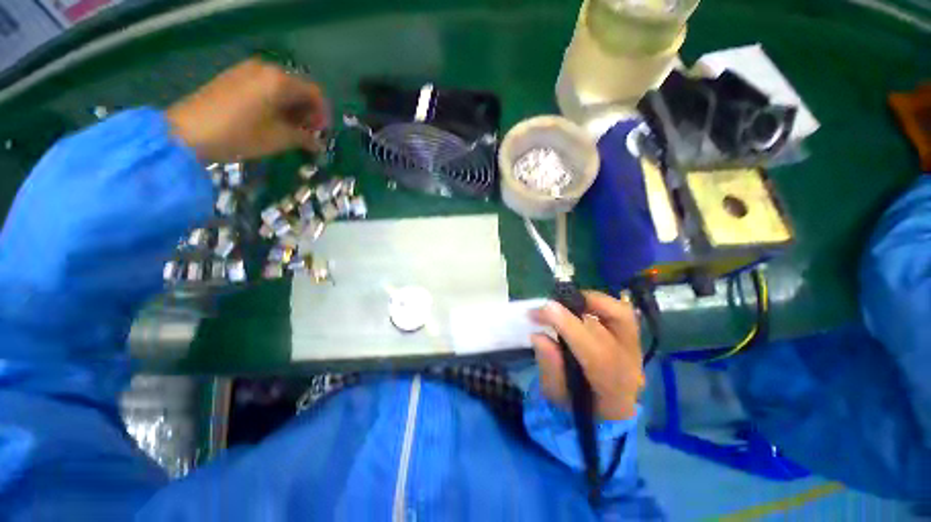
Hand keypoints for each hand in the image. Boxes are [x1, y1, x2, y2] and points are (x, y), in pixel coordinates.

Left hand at [165, 59, 329, 161]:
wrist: (187, 132)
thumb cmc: (240, 135)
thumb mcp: (279, 139)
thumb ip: (304, 138)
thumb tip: (319, 145)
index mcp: (279, 80)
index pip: (315, 93)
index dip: (323, 115)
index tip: (322, 134)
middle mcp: (265, 69)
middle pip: (299, 89)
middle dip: (308, 112)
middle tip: (308, 134)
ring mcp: (247, 71)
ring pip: (282, 88)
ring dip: (292, 109)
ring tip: (291, 131)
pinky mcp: (234, 78)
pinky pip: (265, 88)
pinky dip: (275, 104)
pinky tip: (272, 121)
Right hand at [530, 291, 644, 420]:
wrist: (605, 412)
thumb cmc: (577, 406)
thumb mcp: (556, 394)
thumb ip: (549, 367)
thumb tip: (538, 335)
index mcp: (614, 389)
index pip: (597, 353)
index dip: (569, 326)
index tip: (544, 310)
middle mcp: (632, 365)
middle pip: (614, 329)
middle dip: (576, 308)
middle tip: (548, 306)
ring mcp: (635, 349)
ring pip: (621, 313)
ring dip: (591, 300)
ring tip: (565, 302)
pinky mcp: (632, 337)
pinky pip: (620, 311)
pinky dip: (598, 303)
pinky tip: (578, 306)